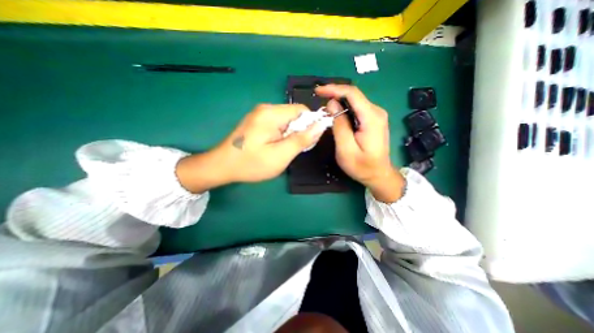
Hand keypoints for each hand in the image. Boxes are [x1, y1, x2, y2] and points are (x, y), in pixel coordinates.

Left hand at [175, 104, 326, 192]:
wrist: (221, 166)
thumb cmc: (252, 163)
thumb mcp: (281, 155)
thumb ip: (302, 139)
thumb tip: (321, 125)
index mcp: (272, 113)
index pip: (302, 110)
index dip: (310, 125)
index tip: (306, 142)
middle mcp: (266, 108)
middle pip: (294, 115)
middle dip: (299, 131)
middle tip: (291, 150)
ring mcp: (259, 114)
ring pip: (286, 120)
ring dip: (290, 134)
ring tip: (282, 150)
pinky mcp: (256, 121)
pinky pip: (277, 124)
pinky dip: (281, 135)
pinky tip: (274, 147)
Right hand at [313, 85, 405, 201]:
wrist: (378, 175)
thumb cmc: (362, 166)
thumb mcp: (346, 149)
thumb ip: (339, 125)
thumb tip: (332, 104)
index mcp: (371, 118)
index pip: (352, 94)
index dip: (333, 89)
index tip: (318, 91)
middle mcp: (376, 112)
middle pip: (353, 95)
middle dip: (334, 95)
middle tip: (318, 100)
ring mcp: (376, 115)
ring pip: (354, 101)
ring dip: (338, 102)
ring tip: (325, 108)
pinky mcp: (373, 120)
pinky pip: (357, 109)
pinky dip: (344, 109)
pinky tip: (336, 114)